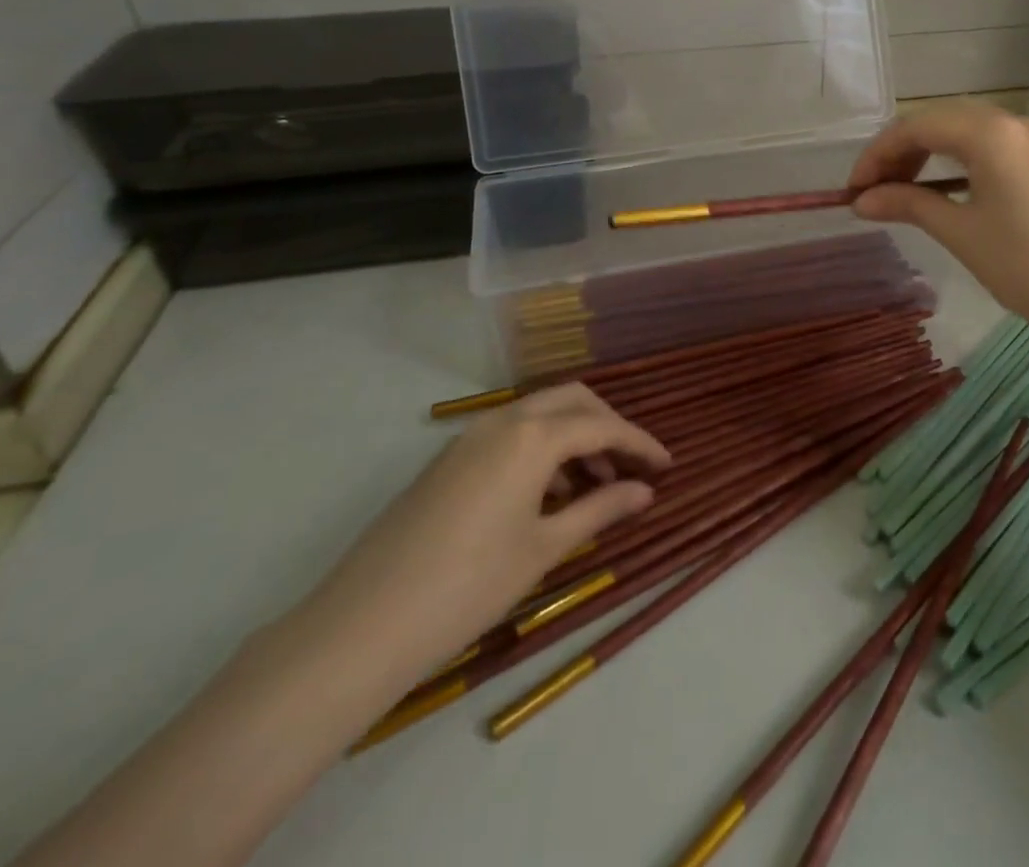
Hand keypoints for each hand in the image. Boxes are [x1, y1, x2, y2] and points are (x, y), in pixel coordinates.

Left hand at [289, 384, 669, 690]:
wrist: (361, 627)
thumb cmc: (469, 586)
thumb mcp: (544, 548)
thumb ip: (600, 509)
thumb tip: (645, 491)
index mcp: (533, 436)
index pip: (603, 427)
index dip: (640, 444)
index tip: (667, 466)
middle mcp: (504, 421)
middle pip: (573, 401)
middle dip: (608, 427)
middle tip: (632, 468)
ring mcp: (470, 436)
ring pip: (540, 415)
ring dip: (575, 437)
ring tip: (595, 487)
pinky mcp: (449, 459)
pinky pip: (512, 435)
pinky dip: (542, 449)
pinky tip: (548, 495)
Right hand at [848, 101, 1028, 355]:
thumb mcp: (961, 233)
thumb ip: (908, 205)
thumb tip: (861, 201)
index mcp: (990, 132)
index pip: (916, 127)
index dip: (877, 155)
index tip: (852, 191)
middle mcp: (1012, 123)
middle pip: (938, 122)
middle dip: (899, 153)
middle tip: (871, 193)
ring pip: (963, 133)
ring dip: (925, 158)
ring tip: (899, 194)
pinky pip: (987, 148)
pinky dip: (955, 164)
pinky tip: (940, 192)